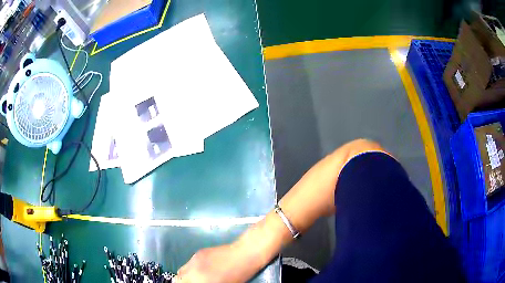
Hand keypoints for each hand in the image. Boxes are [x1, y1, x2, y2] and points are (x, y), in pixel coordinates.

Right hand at [176, 243, 256, 282]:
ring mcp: (193, 260)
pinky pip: (188, 263)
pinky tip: (203, 270)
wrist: (244, 254)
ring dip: (185, 276)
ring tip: (197, 279)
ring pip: (181, 271)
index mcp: (200, 281)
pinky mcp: (197, 253)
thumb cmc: (239, 274)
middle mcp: (192, 270)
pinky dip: (191, 269)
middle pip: (178, 279)